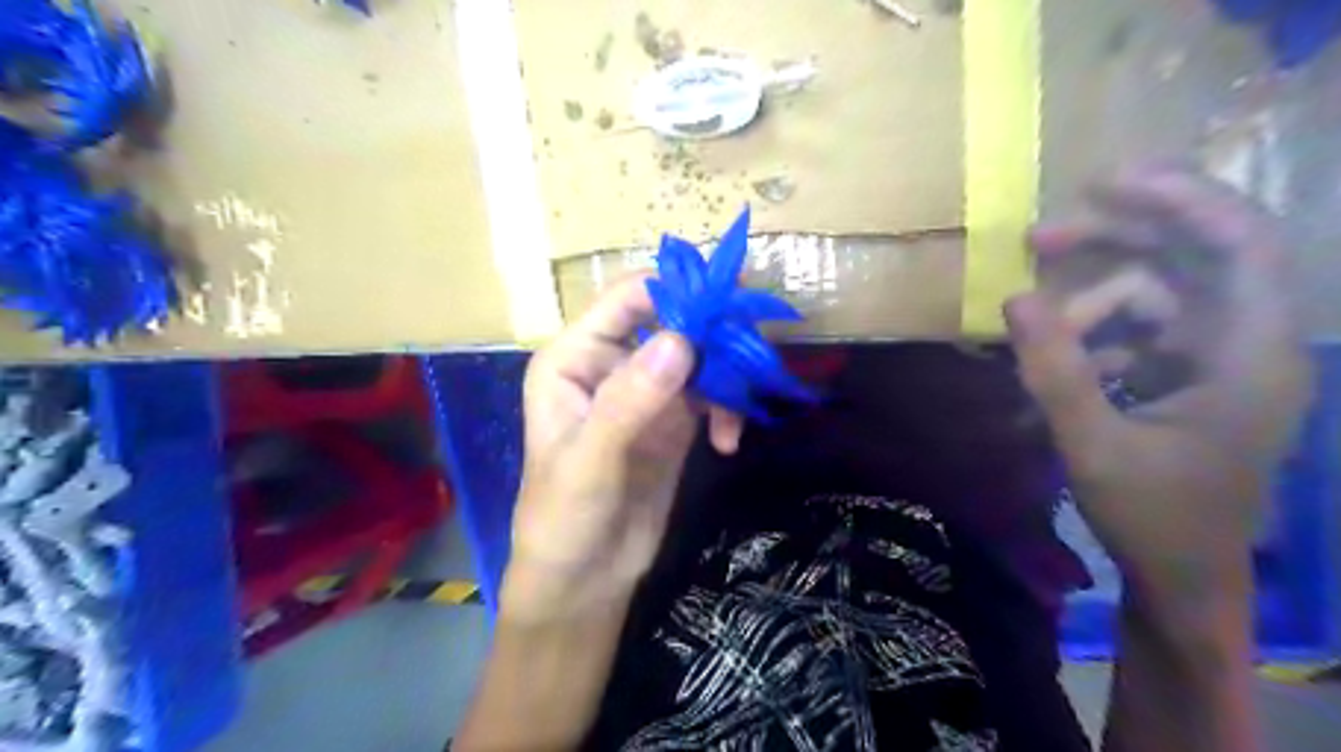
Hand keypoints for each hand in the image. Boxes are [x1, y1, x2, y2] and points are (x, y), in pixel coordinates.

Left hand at [509, 276, 750, 622]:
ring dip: (726, 377)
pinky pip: (710, 393)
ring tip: (736, 416)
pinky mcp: (673, 419)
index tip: (727, 304)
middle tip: (748, 358)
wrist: (585, 579)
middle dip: (713, 336)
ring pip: (699, 356)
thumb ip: (629, 401)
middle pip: (673, 320)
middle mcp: (611, 362)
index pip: (628, 299)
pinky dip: (727, 409)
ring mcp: (646, 390)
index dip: (677, 291)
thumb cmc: (565, 519)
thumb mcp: (590, 462)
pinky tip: (728, 443)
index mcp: (576, 357)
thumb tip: (680, 340)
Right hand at [1007, 166, 1310, 619]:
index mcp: (1251, 356)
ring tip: (1033, 325)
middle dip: (1114, 241)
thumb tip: (1014, 298)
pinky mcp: (1188, 376)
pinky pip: (1138, 330)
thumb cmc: (1153, 516)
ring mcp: (1216, 360)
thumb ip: (1054, 371)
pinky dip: (1093, 335)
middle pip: (1190, 257)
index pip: (1240, 244)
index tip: (1106, 183)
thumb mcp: (1093, 445)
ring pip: (1154, 294)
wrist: (1183, 575)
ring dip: (1090, 300)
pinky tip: (1058, 362)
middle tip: (1038, 239)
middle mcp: (1245, 344)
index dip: (1182, 200)